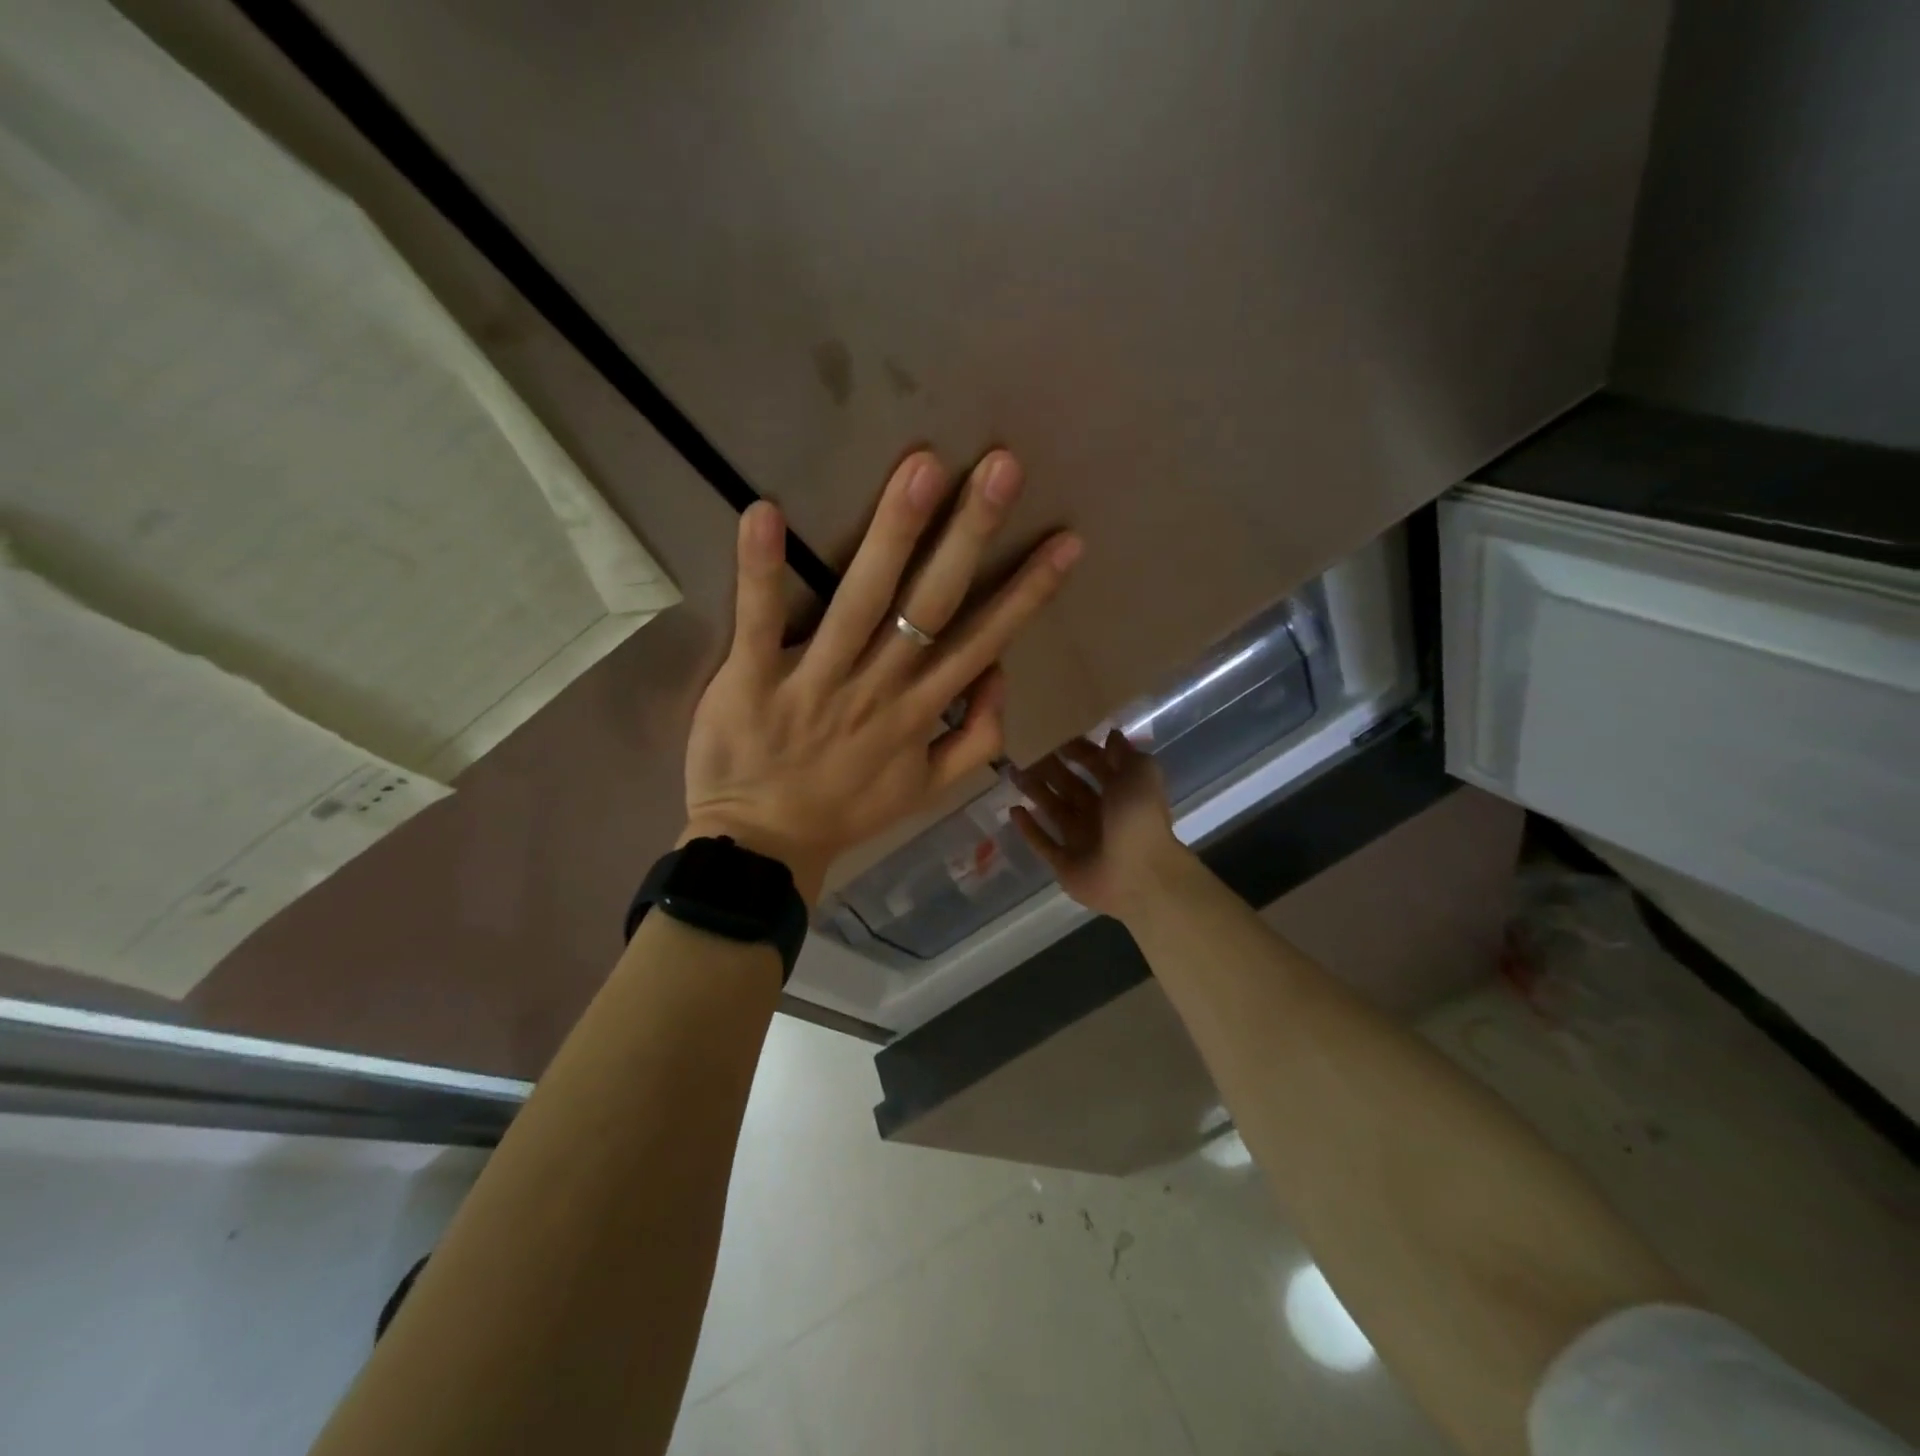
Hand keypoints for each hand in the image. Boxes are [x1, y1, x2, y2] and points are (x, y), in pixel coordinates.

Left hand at [684, 450, 1081, 902]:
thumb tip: (1000, 674)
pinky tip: (765, 513)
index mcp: (920, 711)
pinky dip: (761, 570)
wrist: (763, 849)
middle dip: (970, 534)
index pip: (984, 639)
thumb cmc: (847, 810)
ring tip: (921, 468)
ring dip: (892, 534)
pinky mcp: (752, 680)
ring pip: (861, 601)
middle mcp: (878, 687)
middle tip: (1001, 466)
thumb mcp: (931, 790)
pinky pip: (759, 621)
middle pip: (931, 604)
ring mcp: (815, 681)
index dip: (1028, 591)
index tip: (1066, 540)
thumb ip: (978, 739)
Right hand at [1010, 730, 1187, 918]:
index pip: (1095, 765)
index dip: (1077, 749)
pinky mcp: (1064, 863)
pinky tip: (1013, 810)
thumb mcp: (1141, 774)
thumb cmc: (1139, 818)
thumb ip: (1125, 754)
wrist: (1139, 875)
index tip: (1053, 733)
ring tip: (1013, 772)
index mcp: (1120, 792)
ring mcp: (1081, 840)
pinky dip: (1028, 828)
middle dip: (1049, 768)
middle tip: (1024, 750)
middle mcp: (1100, 814)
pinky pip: (1043, 842)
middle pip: (1070, 785)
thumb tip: (1112, 734)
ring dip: (1035, 791)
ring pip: (1053, 809)